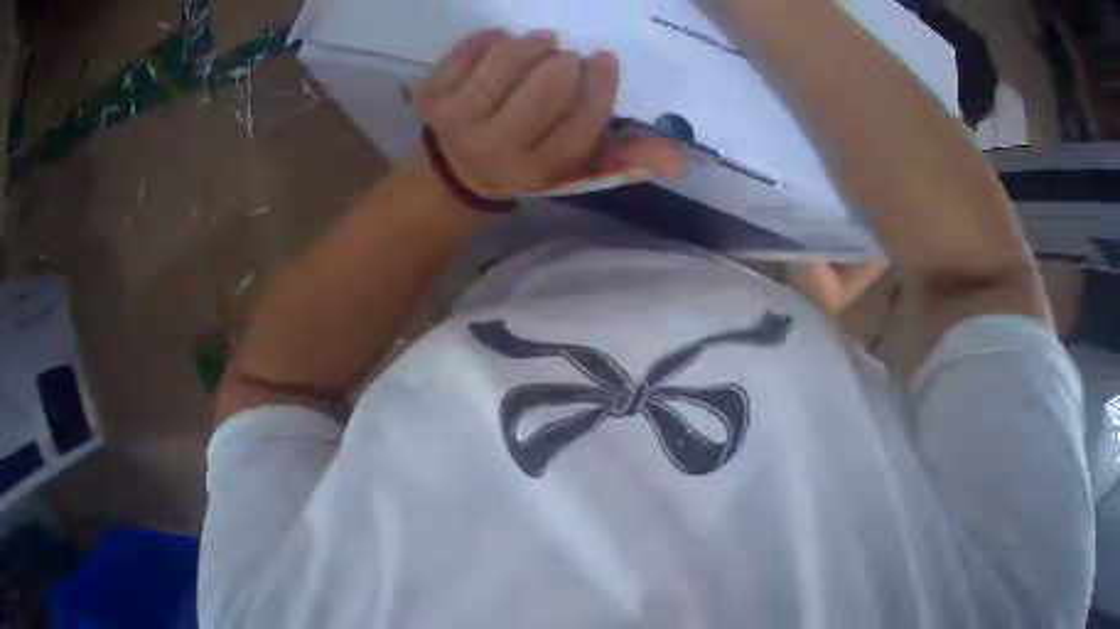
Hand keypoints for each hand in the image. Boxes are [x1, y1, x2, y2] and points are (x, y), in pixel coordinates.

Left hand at [413, 30, 684, 196]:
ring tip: (538, 46)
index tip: (601, 62)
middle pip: (549, 81)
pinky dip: (490, 39)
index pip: (584, 117)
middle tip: (563, 60)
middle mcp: (498, 148)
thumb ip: (626, 159)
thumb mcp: (576, 169)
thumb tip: (679, 160)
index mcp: (539, 170)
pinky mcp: (431, 96)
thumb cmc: (527, 162)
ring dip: (531, 43)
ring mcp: (459, 121)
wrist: (456, 173)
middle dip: (563, 63)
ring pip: (508, 58)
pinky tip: (500, 47)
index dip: (599, 82)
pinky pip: (469, 49)